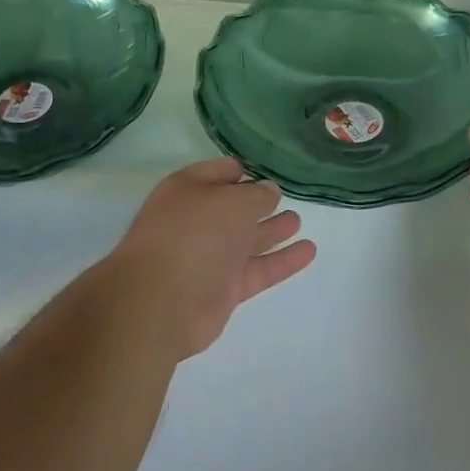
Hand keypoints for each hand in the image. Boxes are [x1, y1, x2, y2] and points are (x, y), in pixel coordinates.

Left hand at [107, 159, 316, 358]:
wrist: (161, 301)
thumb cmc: (193, 235)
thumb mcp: (231, 202)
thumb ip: (256, 195)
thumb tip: (270, 191)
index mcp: (187, 191)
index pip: (216, 174)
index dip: (238, 171)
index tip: (264, 169)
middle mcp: (197, 222)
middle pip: (232, 208)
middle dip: (257, 202)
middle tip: (285, 195)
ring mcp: (209, 258)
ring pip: (247, 240)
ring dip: (272, 230)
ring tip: (298, 220)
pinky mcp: (224, 289)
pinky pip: (258, 270)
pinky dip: (283, 261)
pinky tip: (309, 251)